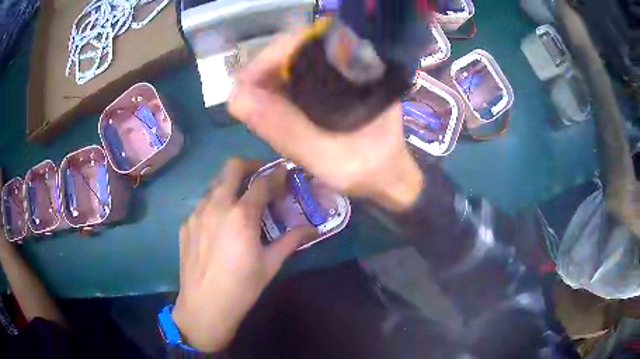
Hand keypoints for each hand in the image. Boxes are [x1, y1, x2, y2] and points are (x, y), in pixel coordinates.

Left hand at [172, 158, 315, 352]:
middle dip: (249, 165)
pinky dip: (215, 203)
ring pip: (214, 184)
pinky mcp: (186, 223)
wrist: (204, 306)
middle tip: (260, 177)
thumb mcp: (270, 264)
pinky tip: (220, 224)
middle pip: (232, 167)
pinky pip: (202, 203)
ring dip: (230, 184)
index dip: (276, 174)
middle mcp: (216, 205)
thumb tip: (313, 229)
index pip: (262, 181)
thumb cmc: (242, 287)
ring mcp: (197, 213)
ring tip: (240, 202)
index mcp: (241, 215)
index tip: (284, 173)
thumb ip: (291, 240)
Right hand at [228, 31, 423, 211]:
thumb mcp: (326, 157)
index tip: (244, 82)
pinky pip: (300, 76)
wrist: (388, 178)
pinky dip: (279, 88)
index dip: (271, 57)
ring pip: (296, 61)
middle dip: (265, 69)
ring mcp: (343, 72)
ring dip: (269, 78)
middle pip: (299, 48)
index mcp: (361, 69)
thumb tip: (235, 98)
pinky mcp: (335, 85)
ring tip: (250, 101)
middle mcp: (353, 63)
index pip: (309, 42)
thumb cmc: (367, 170)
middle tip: (242, 96)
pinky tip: (268, 104)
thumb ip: (285, 130)